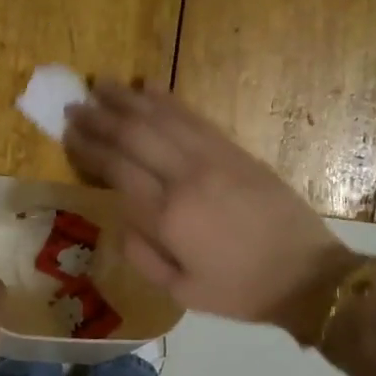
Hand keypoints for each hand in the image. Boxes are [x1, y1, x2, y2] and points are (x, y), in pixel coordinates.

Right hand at [64, 83, 360, 338]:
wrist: (306, 275)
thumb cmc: (239, 290)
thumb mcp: (181, 291)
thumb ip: (142, 255)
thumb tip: (122, 219)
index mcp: (167, 217)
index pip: (117, 169)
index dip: (90, 148)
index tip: (69, 133)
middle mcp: (185, 178)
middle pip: (134, 135)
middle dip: (100, 117)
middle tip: (74, 105)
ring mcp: (213, 159)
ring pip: (162, 118)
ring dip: (128, 100)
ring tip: (101, 84)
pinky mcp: (236, 152)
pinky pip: (195, 118)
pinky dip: (169, 101)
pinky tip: (150, 89)